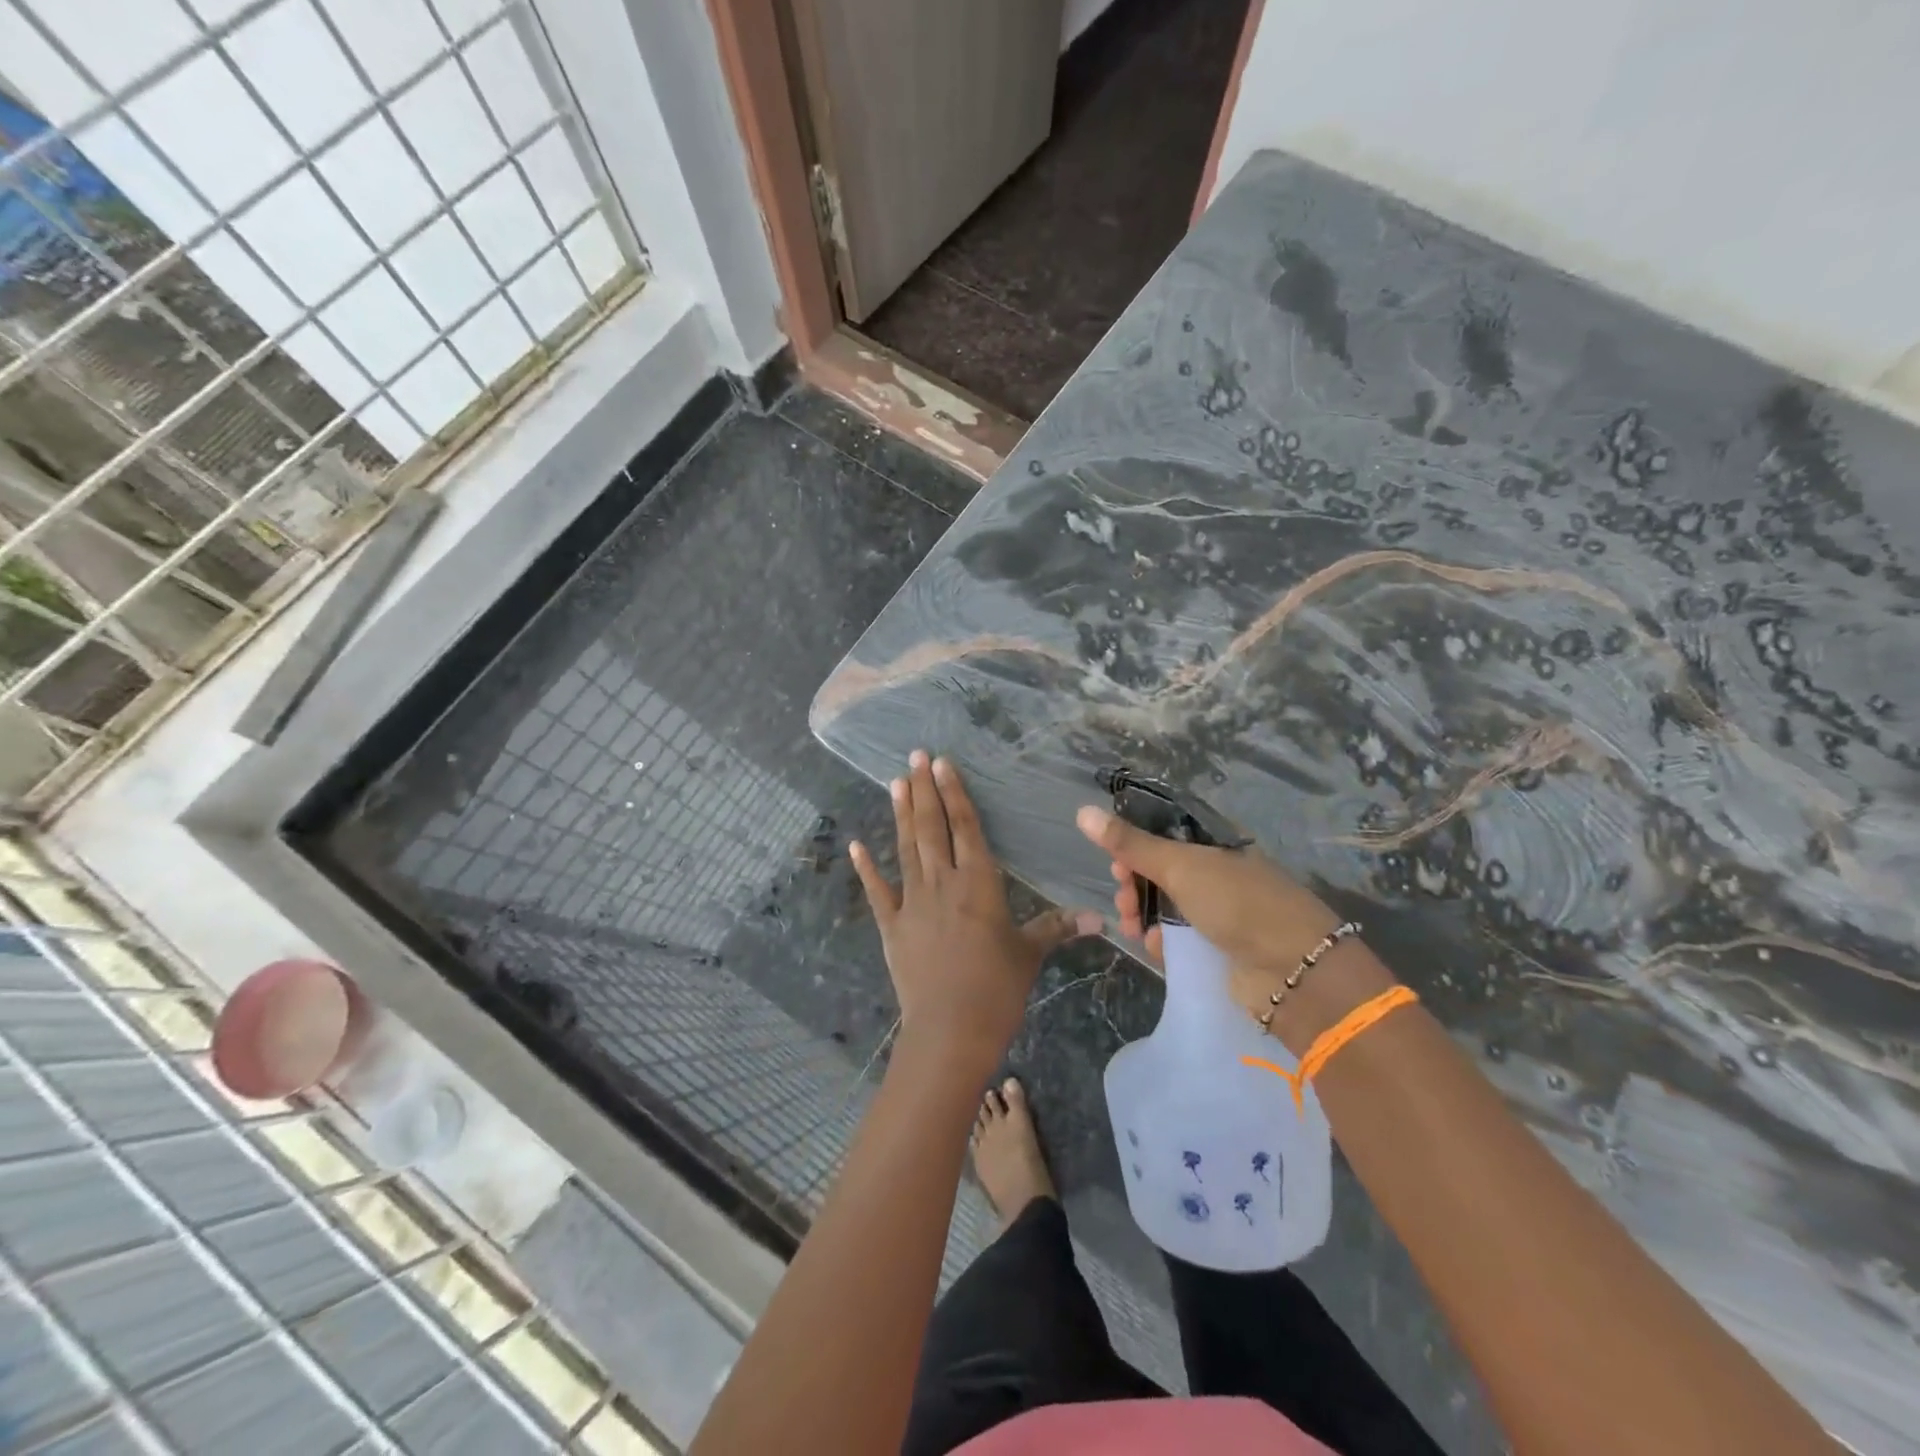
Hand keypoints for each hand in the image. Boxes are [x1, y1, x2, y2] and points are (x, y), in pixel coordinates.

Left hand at [852, 752, 1098, 1067]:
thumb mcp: (1030, 954)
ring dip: (902, 814)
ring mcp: (913, 902)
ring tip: (896, 782)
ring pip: (906, 849)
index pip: (966, 827)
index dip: (955, 793)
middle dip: (925, 789)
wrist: (951, 1031)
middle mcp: (943, 883)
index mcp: (979, 883)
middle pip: (932, 828)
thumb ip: (1058, 928)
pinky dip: (867, 868)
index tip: (942, 764)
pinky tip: (857, 845)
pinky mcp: (892, 926)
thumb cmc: (997, 989)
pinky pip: (878, 891)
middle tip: (916, 756)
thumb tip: (1099, 918)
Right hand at [1075, 804, 1394, 1045]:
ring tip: (1132, 928)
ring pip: (1165, 906)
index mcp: (1216, 844)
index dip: (1135, 845)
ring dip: (1141, 914)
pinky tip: (1156, 949)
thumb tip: (1082, 811)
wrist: (1294, 971)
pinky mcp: (1219, 947)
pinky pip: (1179, 938)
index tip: (1115, 862)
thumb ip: (1130, 843)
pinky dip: (1163, 941)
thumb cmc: (1237, 904)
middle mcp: (1218, 873)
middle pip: (1161, 871)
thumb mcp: (1180, 866)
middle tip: (1122, 898)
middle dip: (1134, 884)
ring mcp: (1220, 911)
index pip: (1164, 834)